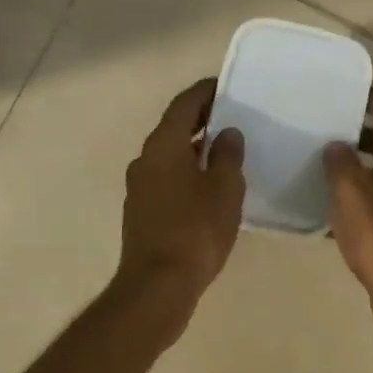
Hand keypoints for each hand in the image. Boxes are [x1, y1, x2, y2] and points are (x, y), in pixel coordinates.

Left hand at [116, 78, 245, 332]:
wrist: (157, 286)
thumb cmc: (195, 230)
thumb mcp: (224, 188)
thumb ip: (227, 155)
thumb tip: (227, 132)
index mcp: (163, 145)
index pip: (184, 104)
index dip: (205, 92)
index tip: (227, 85)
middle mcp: (145, 159)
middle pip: (175, 127)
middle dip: (202, 118)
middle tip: (233, 115)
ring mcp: (140, 186)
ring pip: (171, 154)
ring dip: (195, 147)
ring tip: (227, 149)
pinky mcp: (142, 210)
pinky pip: (168, 177)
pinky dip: (188, 170)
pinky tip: (210, 185)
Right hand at [324, 90, 372, 352]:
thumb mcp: (352, 192)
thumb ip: (341, 164)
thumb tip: (337, 145)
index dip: (370, 97)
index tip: (345, 87)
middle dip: (355, 132)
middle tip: (321, 125)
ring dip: (352, 167)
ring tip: (317, 162)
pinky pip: (371, 205)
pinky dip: (351, 200)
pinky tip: (325, 208)